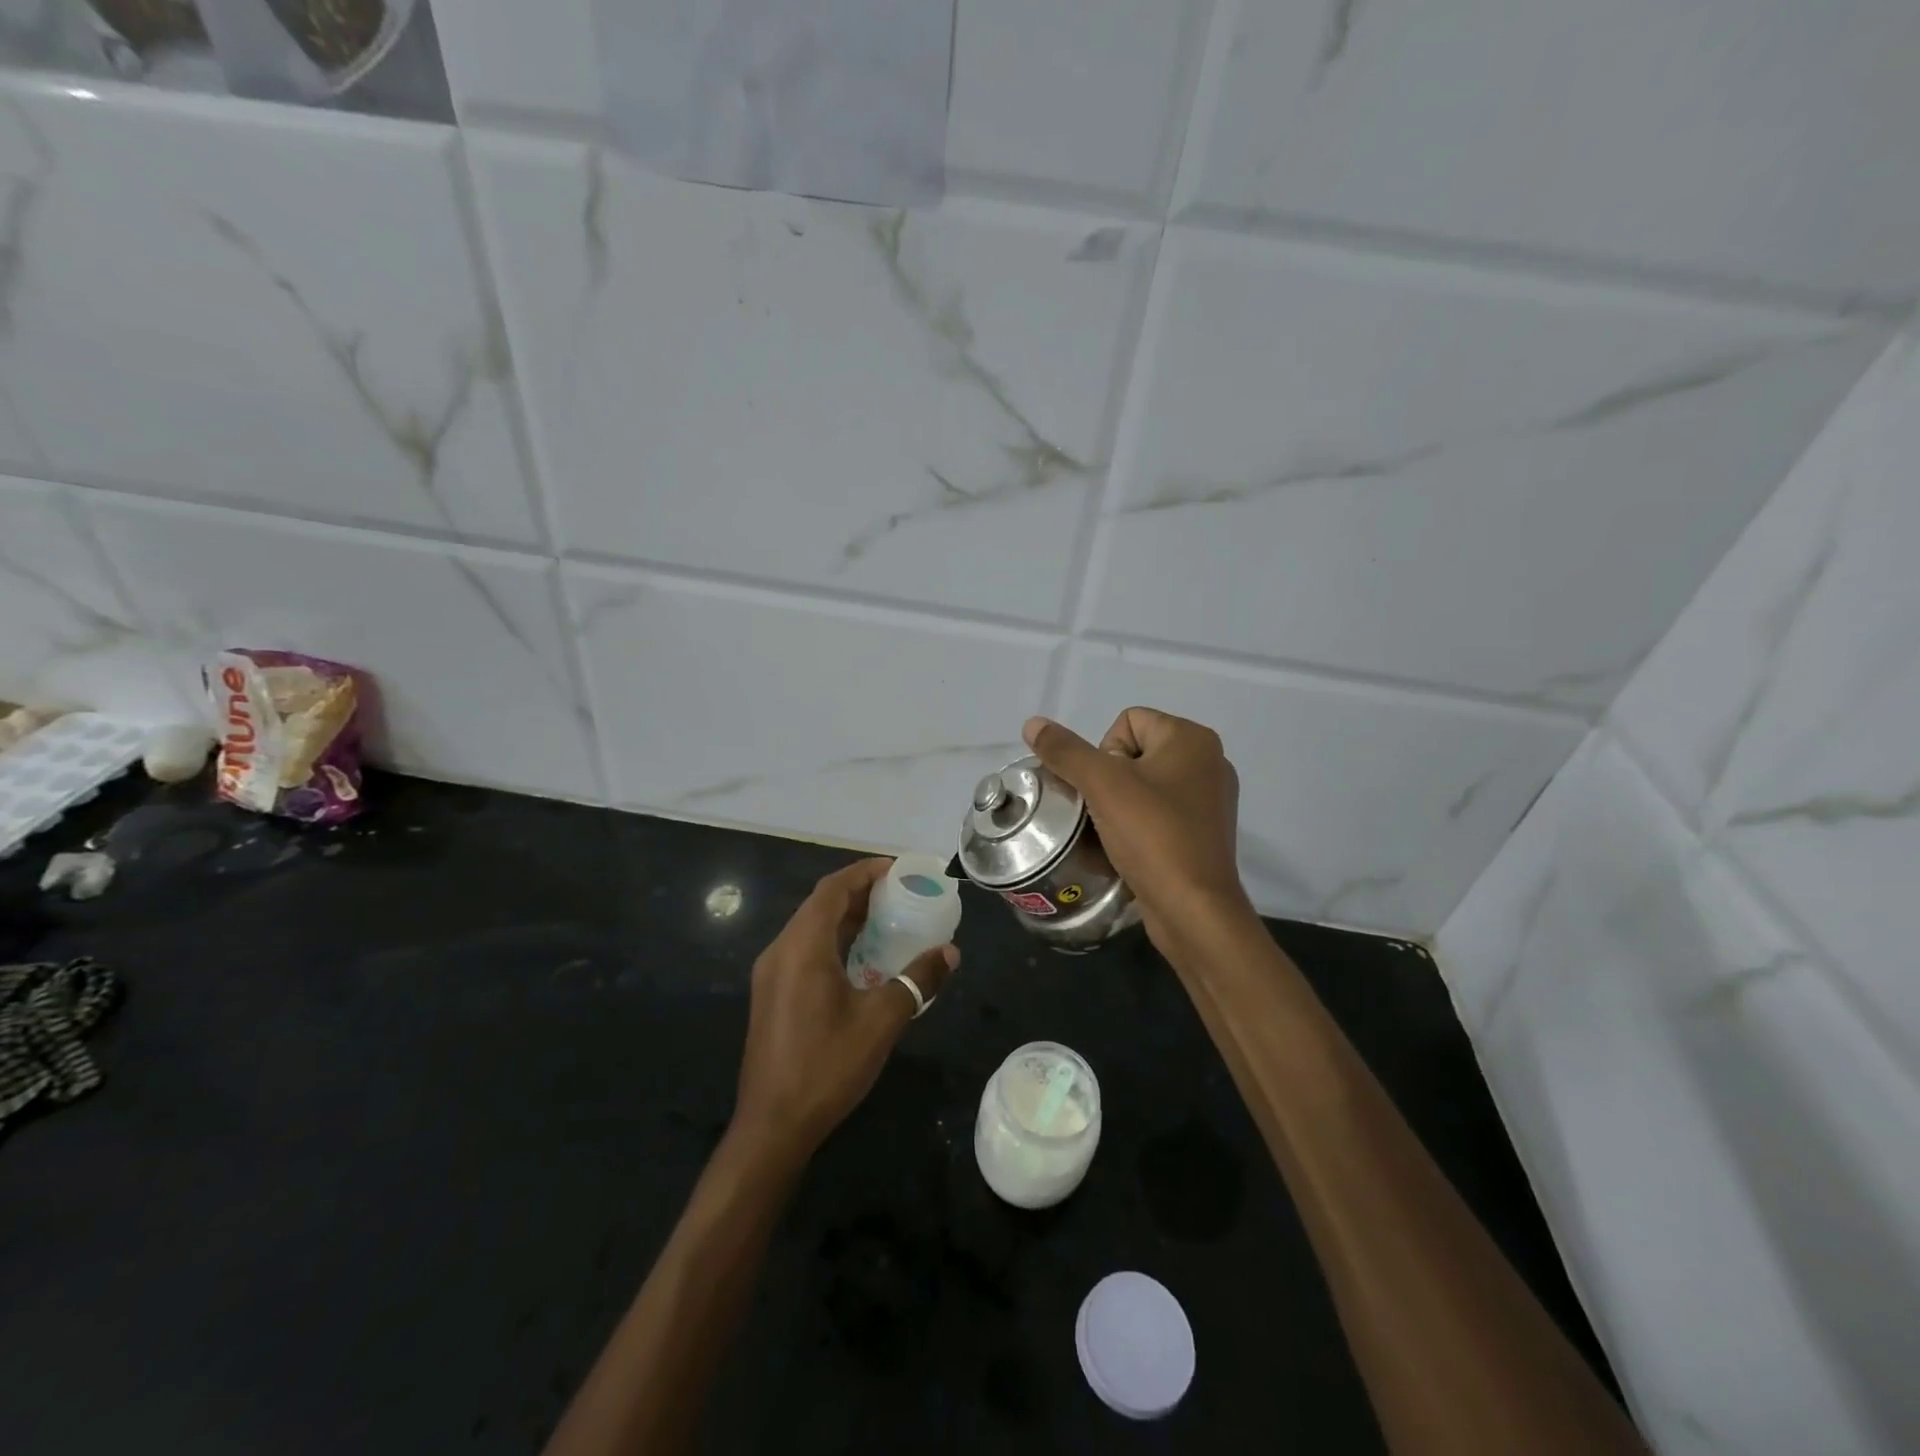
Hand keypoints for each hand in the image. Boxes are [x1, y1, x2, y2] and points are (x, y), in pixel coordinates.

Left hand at [732, 858, 958, 1162]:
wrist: (772, 1126)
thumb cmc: (827, 1066)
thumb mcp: (881, 1021)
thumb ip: (917, 980)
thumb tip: (950, 953)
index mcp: (802, 947)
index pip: (832, 890)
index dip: (864, 872)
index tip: (898, 869)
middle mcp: (781, 951)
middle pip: (820, 905)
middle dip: (859, 892)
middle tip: (900, 892)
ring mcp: (771, 974)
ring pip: (811, 928)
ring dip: (846, 917)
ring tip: (887, 918)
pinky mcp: (772, 994)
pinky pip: (805, 950)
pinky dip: (834, 941)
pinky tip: (862, 958)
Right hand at [1022, 709, 1251, 942]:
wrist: (1193, 910)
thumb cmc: (1152, 836)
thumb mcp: (1101, 786)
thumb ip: (1065, 751)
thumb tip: (1033, 723)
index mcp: (1192, 739)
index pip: (1128, 720)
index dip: (1104, 751)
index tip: (1107, 789)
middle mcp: (1208, 761)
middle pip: (1134, 751)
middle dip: (1109, 779)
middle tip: (1108, 811)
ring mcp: (1210, 798)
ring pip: (1143, 784)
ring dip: (1120, 803)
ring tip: (1115, 831)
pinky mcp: (1204, 831)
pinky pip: (1159, 811)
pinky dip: (1140, 824)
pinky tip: (1131, 847)